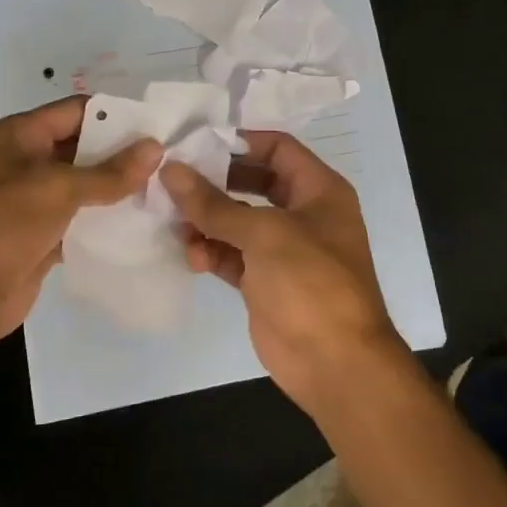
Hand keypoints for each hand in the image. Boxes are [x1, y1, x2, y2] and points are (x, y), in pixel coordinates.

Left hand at [0, 97, 160, 356]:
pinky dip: (106, 224)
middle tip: (172, 161)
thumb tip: (156, 148)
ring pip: (84, 189)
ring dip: (118, 191)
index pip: (76, 111)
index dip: (116, 115)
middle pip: (83, 149)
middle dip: (123, 155)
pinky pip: (80, 223)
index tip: (159, 125)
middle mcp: (25, 163)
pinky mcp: (40, 239)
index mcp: (19, 136)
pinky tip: (143, 226)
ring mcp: (32, 203)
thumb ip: (109, 172)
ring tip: (167, 192)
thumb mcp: (56, 188)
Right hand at [161, 132, 407, 413]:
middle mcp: (303, 214)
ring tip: (176, 225)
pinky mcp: (264, 282)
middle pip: (252, 183)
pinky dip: (210, 253)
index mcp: (319, 190)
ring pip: (236, 222)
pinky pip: (231, 255)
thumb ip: (213, 203)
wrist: (335, 363)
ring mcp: (283, 250)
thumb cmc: (310, 282)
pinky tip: (191, 257)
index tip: (197, 144)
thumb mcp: (263, 233)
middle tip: (174, 181)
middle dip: (214, 183)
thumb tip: (171, 171)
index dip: (240, 142)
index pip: (278, 149)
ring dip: (206, 222)